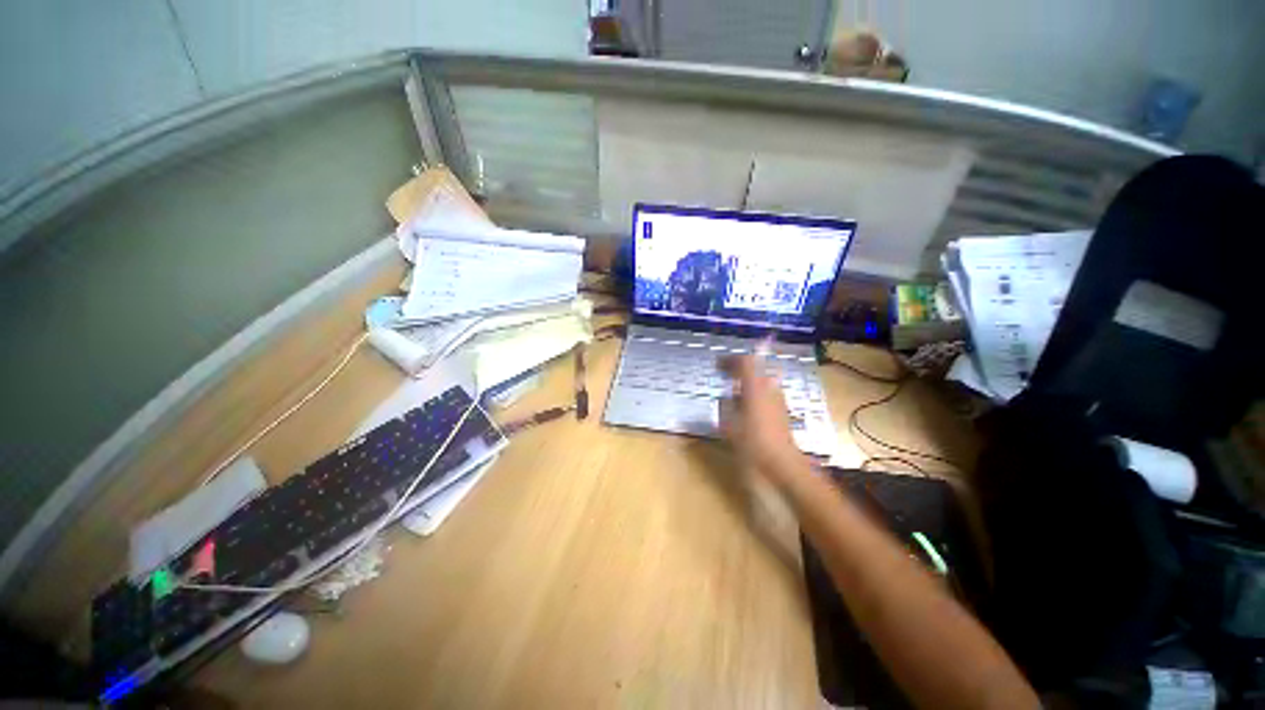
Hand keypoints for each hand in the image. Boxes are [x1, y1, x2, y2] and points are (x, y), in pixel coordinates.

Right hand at [718, 355, 800, 479]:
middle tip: (725, 376)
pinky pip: (766, 395)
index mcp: (755, 388)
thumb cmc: (752, 444)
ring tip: (732, 393)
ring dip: (747, 383)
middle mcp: (770, 390)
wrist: (782, 466)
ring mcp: (779, 401)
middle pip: (756, 370)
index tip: (718, 365)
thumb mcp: (729, 426)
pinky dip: (754, 395)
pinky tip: (745, 409)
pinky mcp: (783, 413)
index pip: (746, 362)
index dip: (731, 360)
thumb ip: (725, 407)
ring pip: (762, 383)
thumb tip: (726, 398)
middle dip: (739, 371)